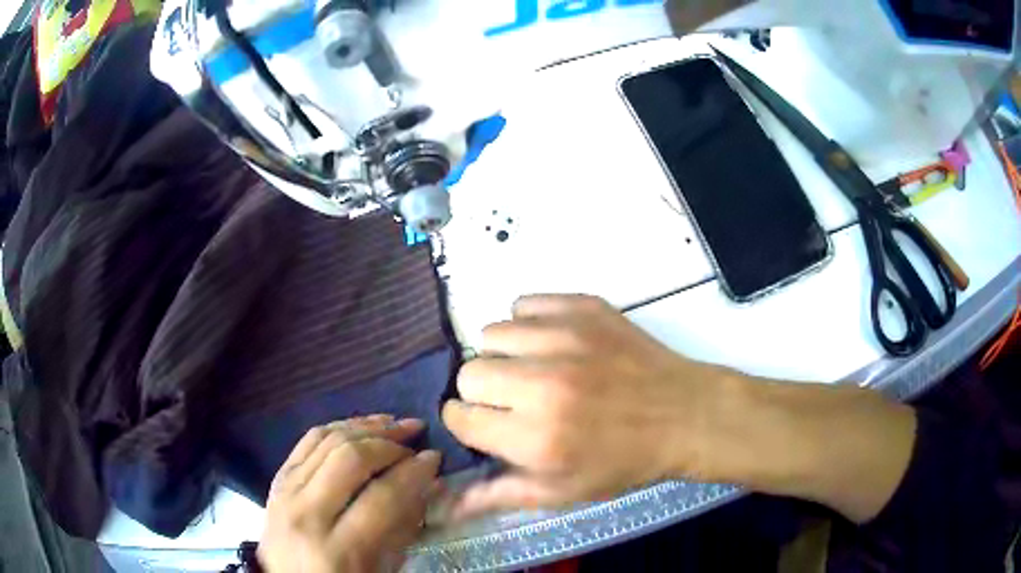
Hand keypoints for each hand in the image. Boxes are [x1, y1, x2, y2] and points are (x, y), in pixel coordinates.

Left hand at [258, 416, 441, 572]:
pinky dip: (338, 426)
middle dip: (389, 442)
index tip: (435, 458)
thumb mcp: (380, 569)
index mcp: (338, 549)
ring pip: (326, 440)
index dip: (413, 473)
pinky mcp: (278, 478)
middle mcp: (307, 514)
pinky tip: (361, 425)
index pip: (382, 498)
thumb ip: (404, 528)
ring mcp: (286, 491)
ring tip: (394, 423)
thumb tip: (428, 484)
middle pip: (350, 459)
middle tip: (416, 437)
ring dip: (365, 426)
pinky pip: (307, 440)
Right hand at [441, 295, 739, 517]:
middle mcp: (542, 385)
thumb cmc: (625, 461)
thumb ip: (500, 495)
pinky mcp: (583, 308)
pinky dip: (529, 323)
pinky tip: (553, 344)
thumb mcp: (564, 491)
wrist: (685, 415)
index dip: (467, 423)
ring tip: (534, 370)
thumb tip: (446, 505)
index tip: (485, 424)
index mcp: (535, 438)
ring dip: (504, 356)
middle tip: (514, 401)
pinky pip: (525, 304)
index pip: (459, 417)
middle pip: (469, 373)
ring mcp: (564, 339)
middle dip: (482, 391)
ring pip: (491, 334)